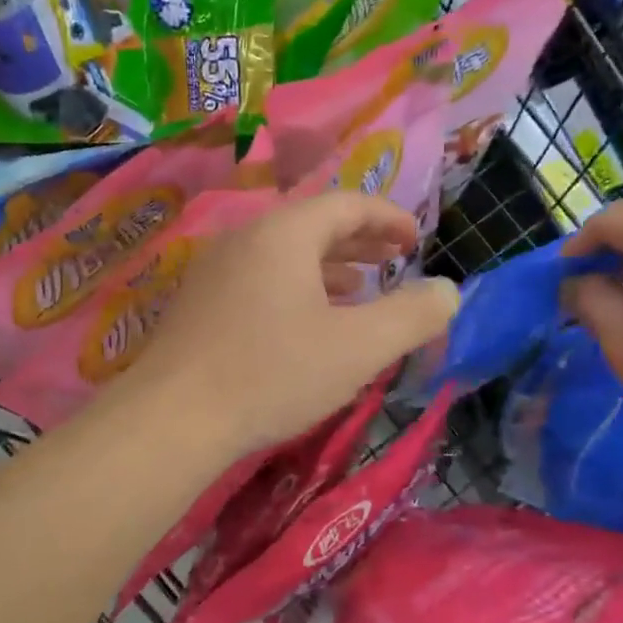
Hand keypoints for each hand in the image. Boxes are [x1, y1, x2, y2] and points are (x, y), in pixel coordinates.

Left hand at [123, 192, 459, 455]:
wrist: (172, 417)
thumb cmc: (273, 373)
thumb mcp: (358, 348)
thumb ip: (412, 316)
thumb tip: (449, 291)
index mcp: (284, 233)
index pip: (347, 205)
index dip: (388, 218)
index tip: (416, 242)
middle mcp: (244, 238)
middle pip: (312, 225)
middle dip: (359, 241)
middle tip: (393, 260)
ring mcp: (214, 269)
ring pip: (282, 254)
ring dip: (327, 267)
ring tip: (358, 291)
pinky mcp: (197, 303)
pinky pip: (258, 279)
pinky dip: (294, 288)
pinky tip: (305, 323)